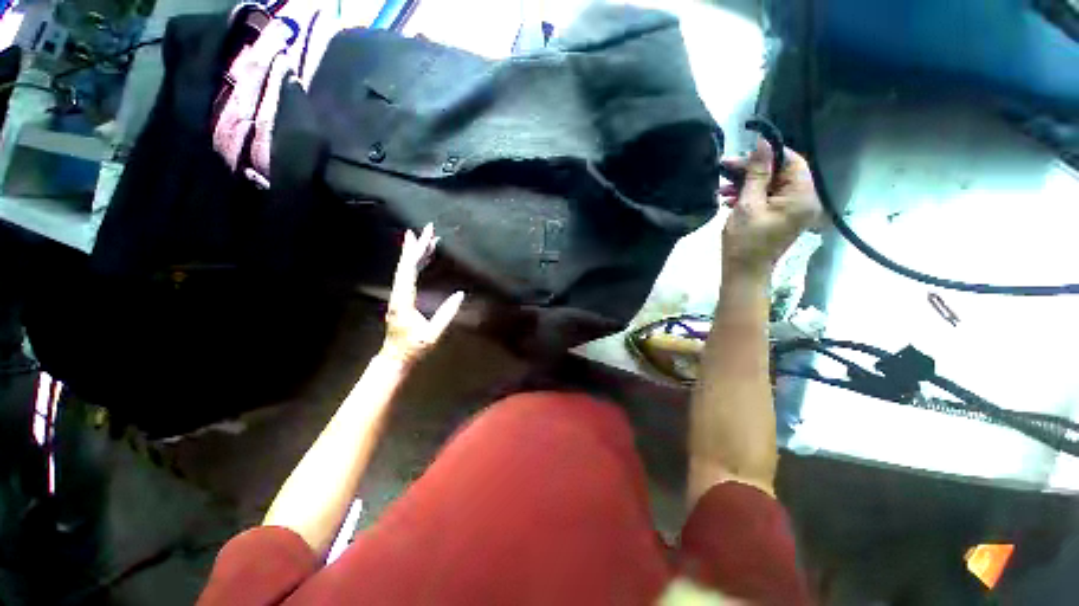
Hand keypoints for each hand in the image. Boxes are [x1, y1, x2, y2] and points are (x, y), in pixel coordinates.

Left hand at [382, 224, 464, 364]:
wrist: (396, 357)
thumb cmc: (414, 347)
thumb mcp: (432, 334)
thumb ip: (446, 314)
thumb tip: (460, 294)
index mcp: (404, 301)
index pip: (409, 272)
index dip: (416, 253)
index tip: (424, 237)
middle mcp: (399, 294)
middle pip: (406, 265)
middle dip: (417, 246)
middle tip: (428, 228)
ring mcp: (399, 295)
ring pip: (406, 269)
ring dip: (417, 253)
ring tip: (428, 238)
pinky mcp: (403, 297)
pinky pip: (409, 276)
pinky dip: (418, 264)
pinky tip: (425, 257)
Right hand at [718, 138, 821, 276]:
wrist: (744, 272)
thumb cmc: (745, 241)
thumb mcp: (748, 204)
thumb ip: (757, 173)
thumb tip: (764, 143)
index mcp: (802, 195)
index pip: (792, 161)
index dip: (768, 153)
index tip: (742, 154)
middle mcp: (805, 199)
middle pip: (781, 173)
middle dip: (752, 170)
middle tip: (725, 169)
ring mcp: (794, 209)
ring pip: (772, 185)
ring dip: (747, 183)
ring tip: (722, 188)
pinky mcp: (783, 217)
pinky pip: (769, 198)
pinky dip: (751, 195)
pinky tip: (730, 198)